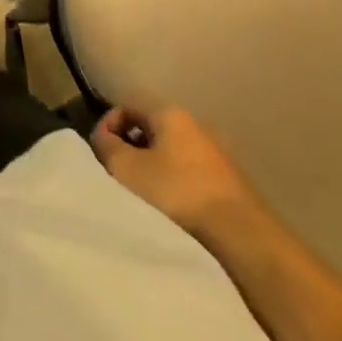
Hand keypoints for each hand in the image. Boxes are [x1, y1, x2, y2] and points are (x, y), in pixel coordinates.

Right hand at [91, 104, 260, 241]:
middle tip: (119, 175)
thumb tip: (103, 136)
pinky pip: (191, 171)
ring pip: (172, 152)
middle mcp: (195, 123)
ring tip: (144, 195)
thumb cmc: (177, 193)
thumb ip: (106, 146)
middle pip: (151, 129)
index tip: (100, 152)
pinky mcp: (230, 179)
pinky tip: (172, 207)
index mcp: (169, 112)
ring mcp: (216, 151)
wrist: (241, 235)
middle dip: (131, 148)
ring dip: (153, 167)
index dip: (108, 125)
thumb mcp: (127, 169)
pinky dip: (175, 182)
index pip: (128, 106)